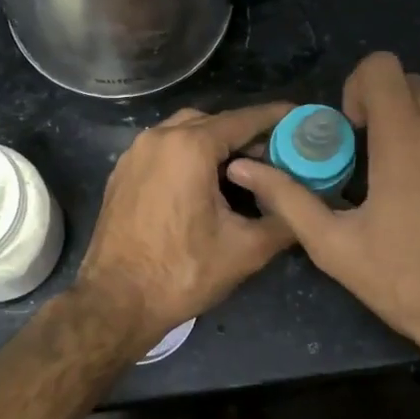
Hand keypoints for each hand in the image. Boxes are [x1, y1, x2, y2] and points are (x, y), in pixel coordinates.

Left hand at [76, 102, 294, 349]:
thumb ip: (283, 219)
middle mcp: (158, 139)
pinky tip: (202, 184)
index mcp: (189, 147)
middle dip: (243, 133)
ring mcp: (134, 155)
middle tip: (272, 154)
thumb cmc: (183, 272)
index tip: (299, 117)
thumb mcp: (246, 250)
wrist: (116, 301)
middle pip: (211, 121)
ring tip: (240, 170)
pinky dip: (186, 156)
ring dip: (212, 144)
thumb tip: (303, 206)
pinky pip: (161, 151)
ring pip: (182, 133)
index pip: (242, 120)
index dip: (275, 117)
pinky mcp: (121, 174)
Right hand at [228, 53, 419, 368]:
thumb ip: (288, 197)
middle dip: (393, 115)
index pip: (382, 67)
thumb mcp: (335, 246)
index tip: (356, 128)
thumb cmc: (407, 283)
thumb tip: (244, 167)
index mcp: (406, 139)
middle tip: (384, 166)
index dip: (361, 87)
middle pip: (417, 90)